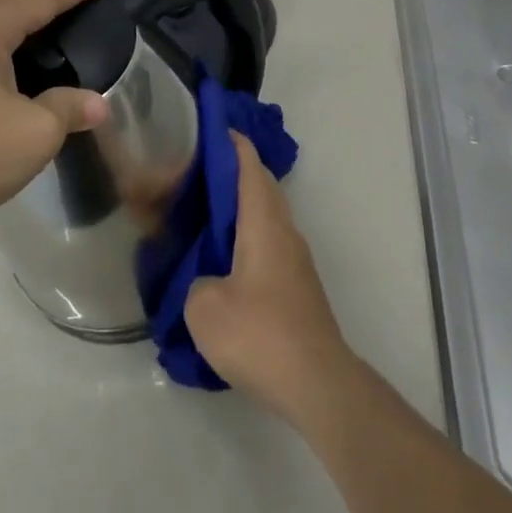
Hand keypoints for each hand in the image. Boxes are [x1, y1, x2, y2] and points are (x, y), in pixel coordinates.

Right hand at [184, 133, 352, 423]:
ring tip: (202, 214)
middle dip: (232, 172)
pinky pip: (268, 243)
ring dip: (240, 206)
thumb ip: (194, 280)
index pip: (248, 165)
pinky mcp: (297, 286)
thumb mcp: (204, 307)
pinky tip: (222, 259)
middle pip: (261, 186)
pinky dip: (246, 235)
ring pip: (266, 215)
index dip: (230, 143)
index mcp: (263, 222)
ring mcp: (295, 259)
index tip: (208, 129)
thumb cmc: (259, 333)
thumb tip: (203, 279)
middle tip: (194, 174)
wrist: (317, 383)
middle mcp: (284, 230)